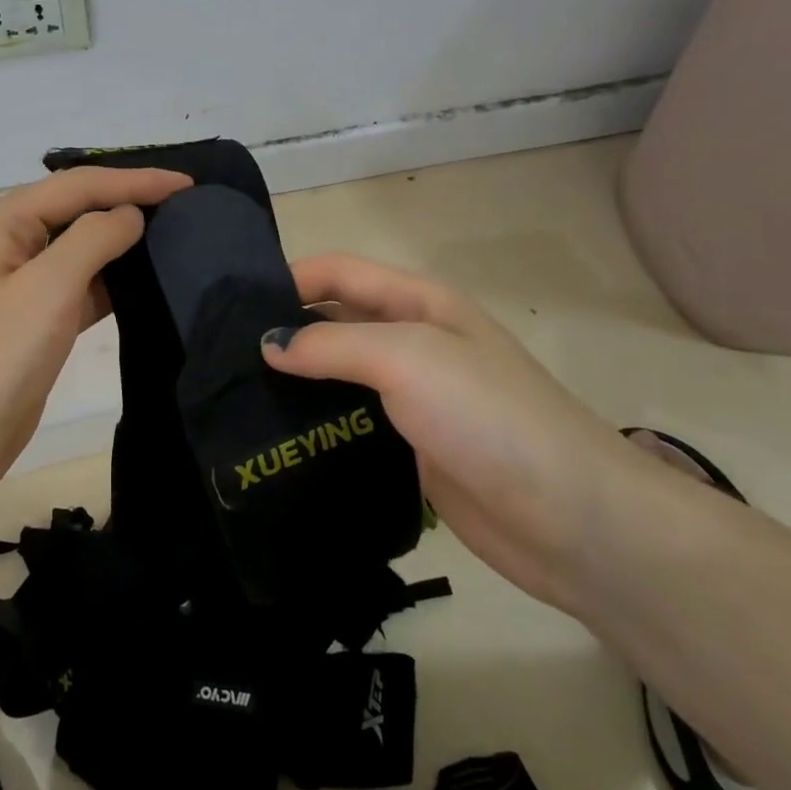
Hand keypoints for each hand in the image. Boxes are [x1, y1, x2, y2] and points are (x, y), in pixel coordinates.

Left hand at [0, 164, 191, 505]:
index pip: (76, 186)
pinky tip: (145, 280)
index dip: (133, 180)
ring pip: (77, 248)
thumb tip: (130, 214)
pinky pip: (76, 285)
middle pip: (74, 209)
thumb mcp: (48, 288)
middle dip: (126, 201)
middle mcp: (4, 243)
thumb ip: (93, 239)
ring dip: (120, 241)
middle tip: (182, 202)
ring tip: (173, 233)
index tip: (186, 183)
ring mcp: (16, 283)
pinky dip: (109, 280)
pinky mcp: (31, 319)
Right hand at [260, 254, 641, 610]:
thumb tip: (268, 343)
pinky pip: (349, 422)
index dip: (288, 278)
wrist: (569, 518)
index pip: (337, 271)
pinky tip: (276, 438)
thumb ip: (332, 343)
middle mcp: (411, 341)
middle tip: (221, 356)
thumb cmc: (487, 416)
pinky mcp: (408, 446)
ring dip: (295, 380)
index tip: (230, 306)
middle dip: (284, 329)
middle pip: (334, 319)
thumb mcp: (407, 358)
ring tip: (235, 397)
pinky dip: (315, 423)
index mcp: (417, 302)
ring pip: (338, 374)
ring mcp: (411, 397)